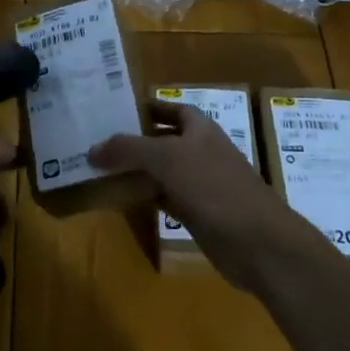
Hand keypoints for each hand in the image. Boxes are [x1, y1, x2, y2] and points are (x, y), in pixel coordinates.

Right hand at [90, 102, 293, 294]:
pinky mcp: (198, 213)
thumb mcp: (165, 158)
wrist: (257, 242)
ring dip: (136, 171)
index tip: (113, 112)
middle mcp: (200, 150)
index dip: (144, 108)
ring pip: (161, 171)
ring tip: (100, 171)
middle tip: (97, 143)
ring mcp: (201, 183)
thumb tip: (92, 150)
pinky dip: (145, 197)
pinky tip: (122, 200)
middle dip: (133, 142)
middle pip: (161, 140)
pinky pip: (165, 198)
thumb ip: (127, 149)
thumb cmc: (213, 187)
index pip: (168, 108)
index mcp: (200, 128)